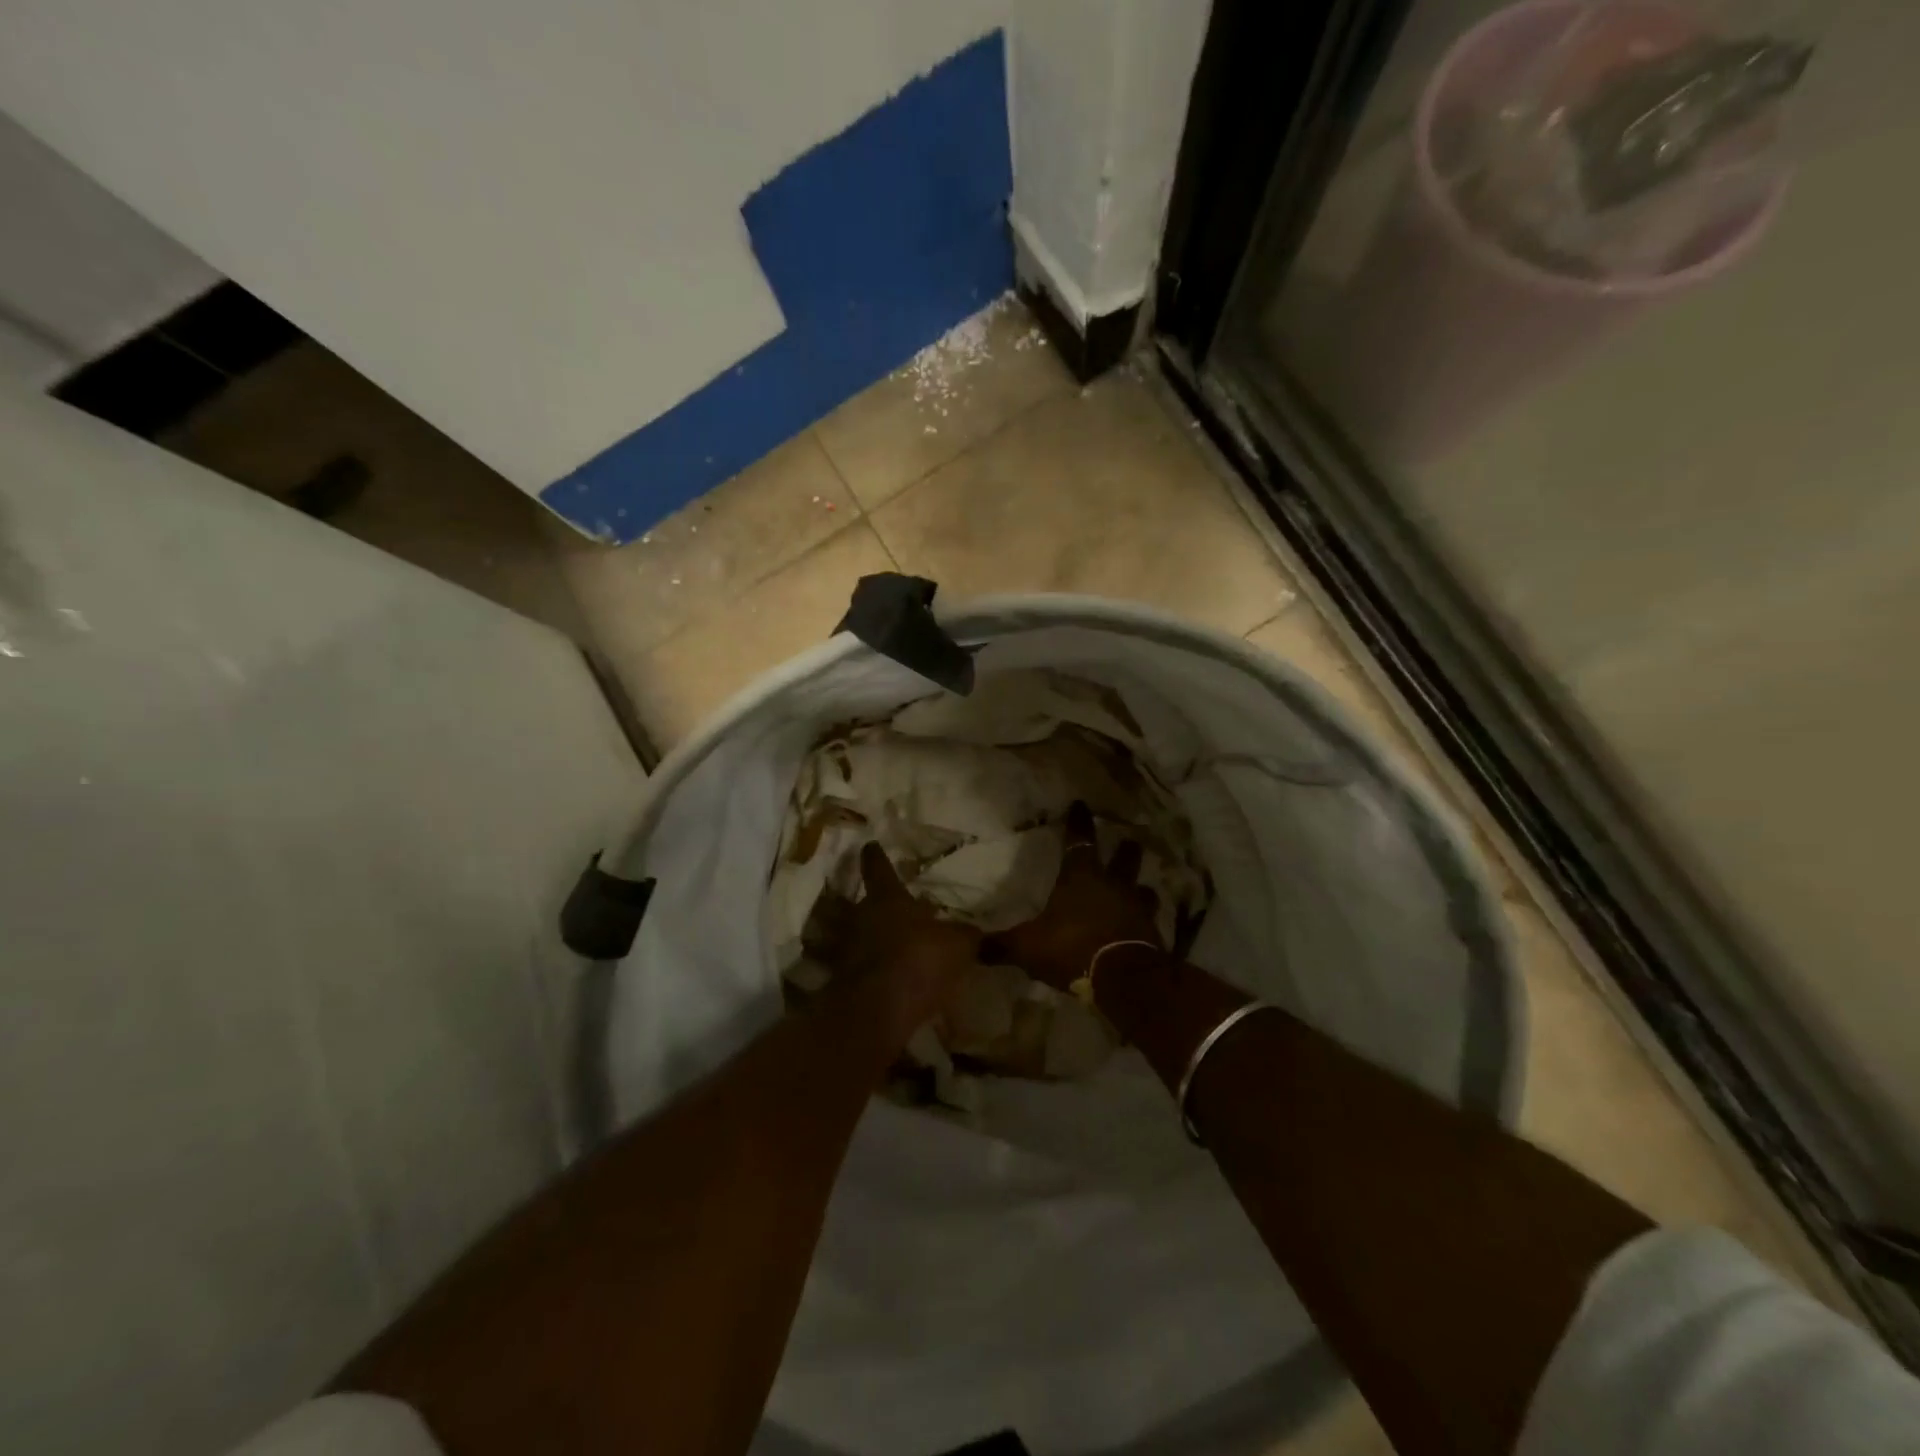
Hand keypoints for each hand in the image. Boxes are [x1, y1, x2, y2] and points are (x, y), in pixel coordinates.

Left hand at [837, 842, 980, 1041]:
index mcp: (887, 898)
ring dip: (876, 939)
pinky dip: (877, 971)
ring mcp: (849, 949)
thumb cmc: (918, 960)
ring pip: (863, 935)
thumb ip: (966, 935)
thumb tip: (976, 932)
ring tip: (898, 945)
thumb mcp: (958, 945)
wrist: (876, 1011)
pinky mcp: (846, 981)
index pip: (878, 867)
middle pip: (867, 904)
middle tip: (896, 906)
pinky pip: (864, 968)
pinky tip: (896, 980)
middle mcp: (862, 917)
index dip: (876, 856)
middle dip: (880, 905)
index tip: (870, 845)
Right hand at [980, 801, 1162, 991]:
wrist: (1124, 977)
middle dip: (1125, 851)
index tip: (1081, 805)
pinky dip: (1145, 920)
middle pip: (1123, 860)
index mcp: (1081, 877)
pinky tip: (1144, 925)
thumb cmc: (1072, 948)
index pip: (1079, 841)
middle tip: (1131, 841)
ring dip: (1141, 887)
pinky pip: (1149, 920)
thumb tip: (974, 948)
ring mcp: (1136, 908)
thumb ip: (1003, 946)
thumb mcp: (1028, 947)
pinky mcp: (1151, 934)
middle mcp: (1112, 885)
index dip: (1079, 823)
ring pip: (1142, 890)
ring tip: (1143, 887)